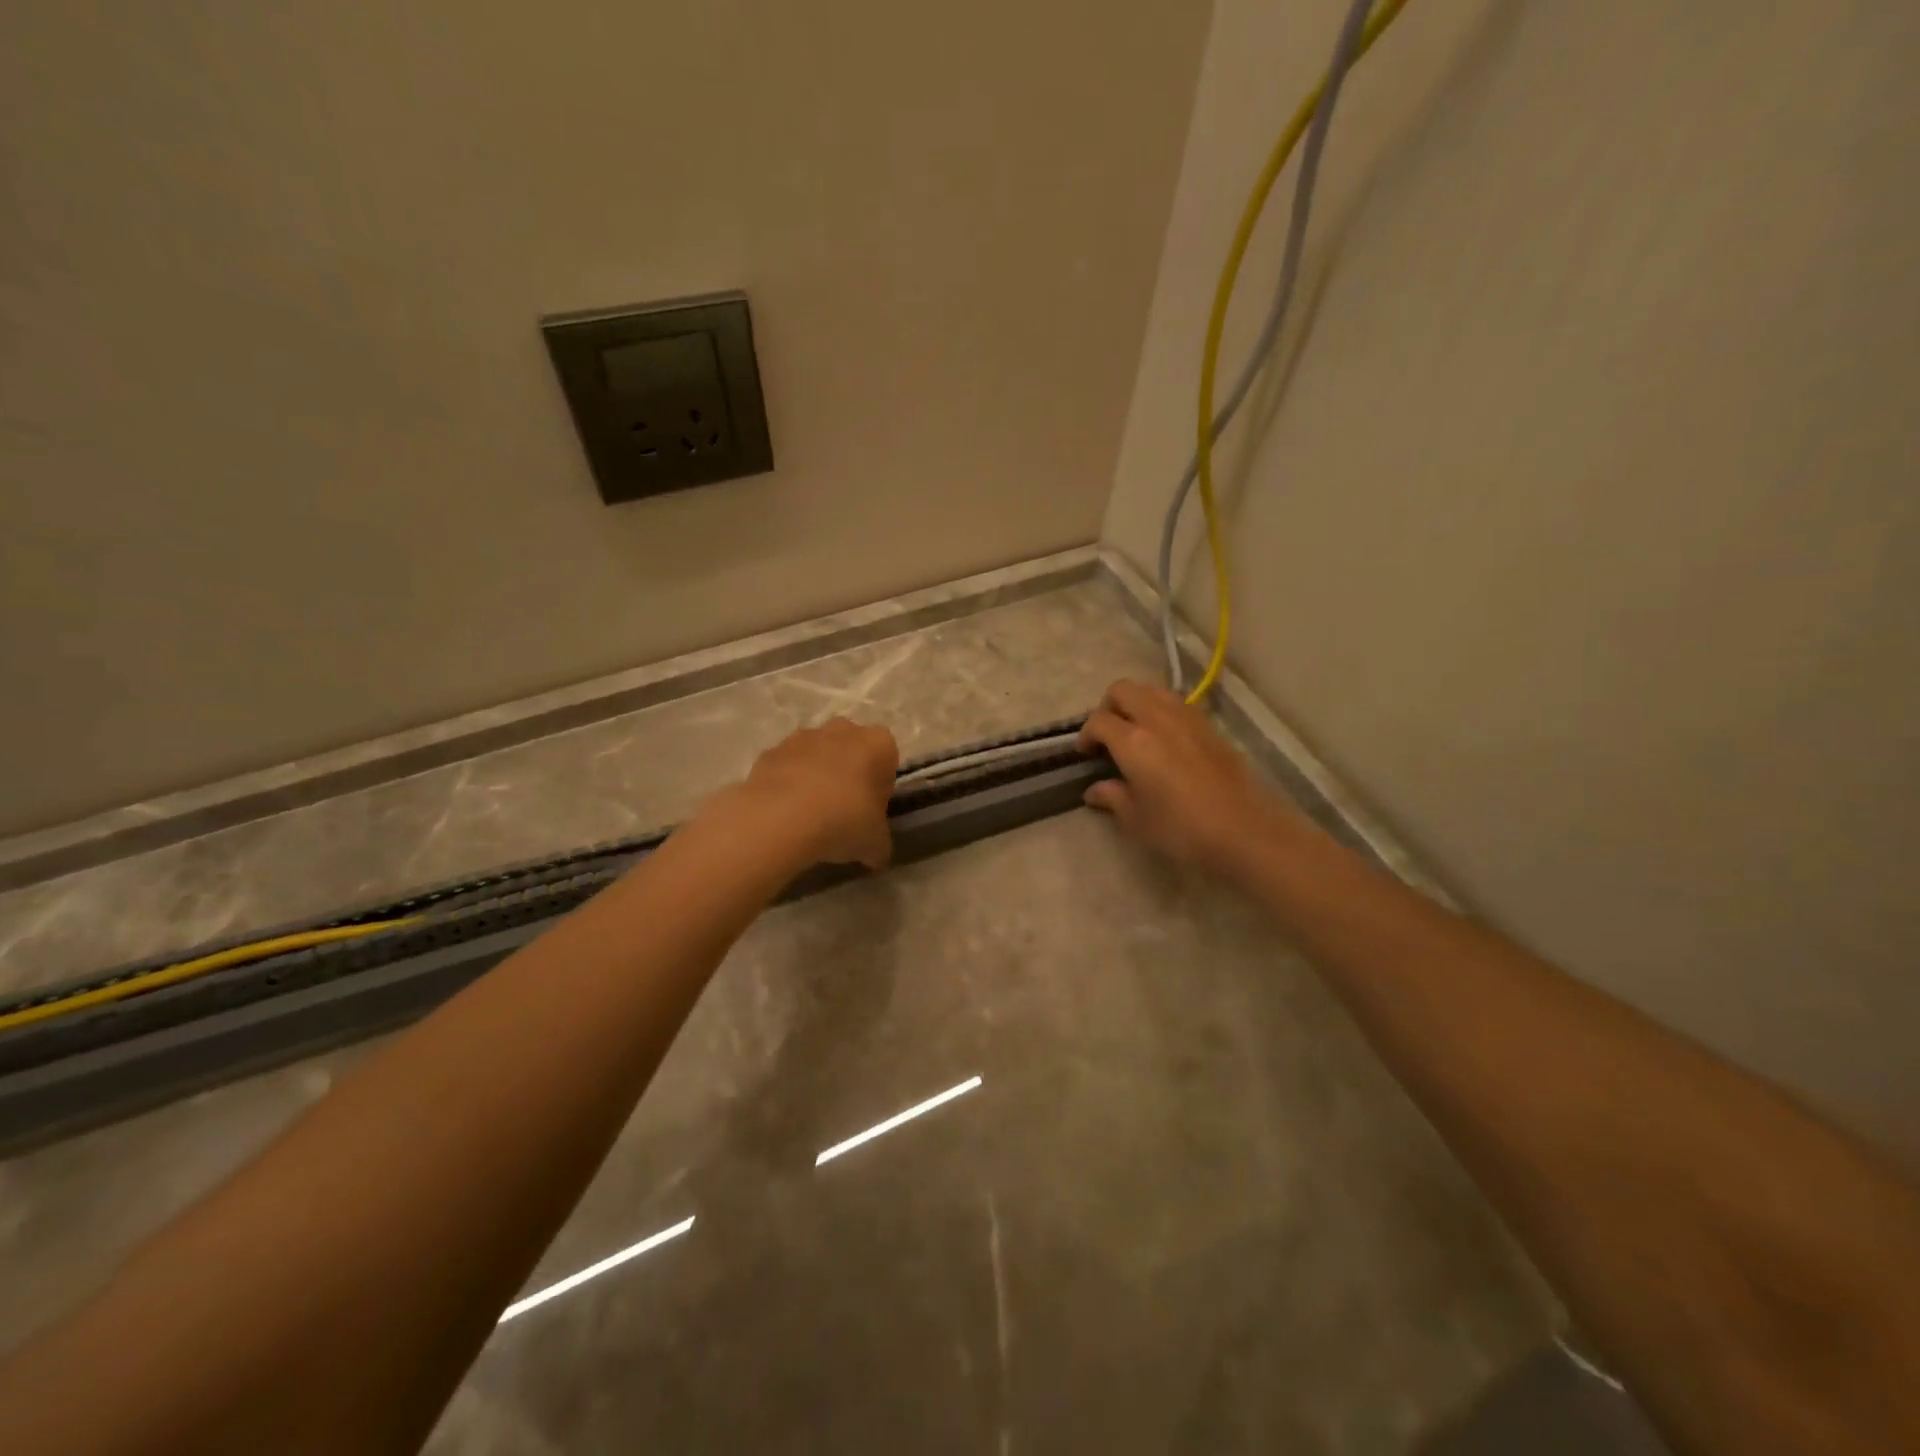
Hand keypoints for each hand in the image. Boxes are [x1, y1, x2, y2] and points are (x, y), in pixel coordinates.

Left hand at [729, 718, 899, 869]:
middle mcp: (843, 730)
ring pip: (816, 754)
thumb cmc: (843, 821)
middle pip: (851, 749)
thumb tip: (875, 855)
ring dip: (816, 776)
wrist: (781, 818)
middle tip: (844, 810)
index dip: (880, 786)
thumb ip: (879, 844)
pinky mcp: (771, 751)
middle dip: (848, 773)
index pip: (887, 758)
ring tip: (810, 815)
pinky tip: (785, 813)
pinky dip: (787, 783)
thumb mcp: (875, 844)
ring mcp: (803, 737)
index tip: (872, 810)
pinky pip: (786, 767)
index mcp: (878, 744)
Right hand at [1078, 680, 1306, 876]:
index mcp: (1133, 741)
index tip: (1086, 754)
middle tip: (1107, 735)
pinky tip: (1165, 739)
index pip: (1098, 721)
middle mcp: (1157, 719)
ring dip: (1136, 702)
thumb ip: (1112, 797)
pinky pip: (1176, 703)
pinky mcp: (1209, 725)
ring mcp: (1187, 717)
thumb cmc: (1182, 829)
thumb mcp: (1137, 819)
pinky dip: (1161, 710)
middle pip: (1123, 690)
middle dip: (1108, 706)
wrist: (1245, 830)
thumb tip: (1095, 790)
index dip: (1086, 735)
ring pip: (1152, 689)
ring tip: (1135, 731)